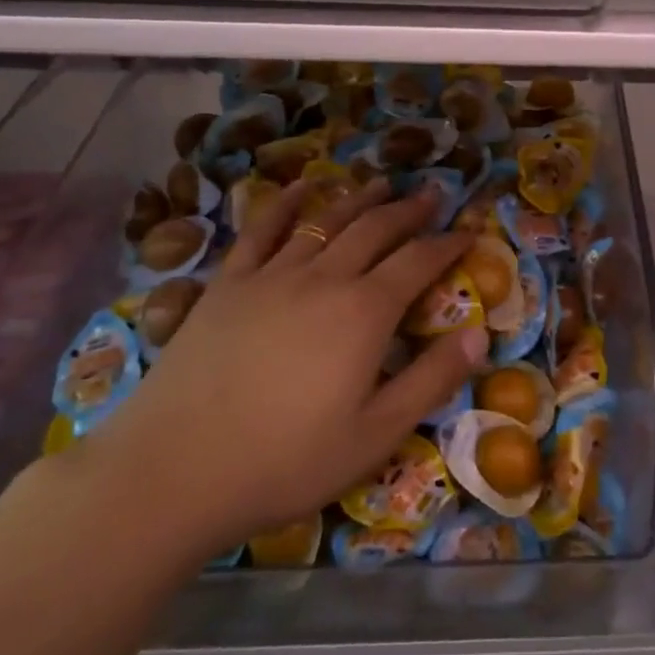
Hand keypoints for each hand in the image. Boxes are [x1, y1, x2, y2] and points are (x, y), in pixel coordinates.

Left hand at [65, 178, 485, 568]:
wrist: (173, 471)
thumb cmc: (286, 461)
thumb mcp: (376, 434)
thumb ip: (432, 380)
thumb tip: (480, 335)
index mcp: (364, 312)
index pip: (418, 262)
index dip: (448, 244)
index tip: (468, 231)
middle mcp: (323, 279)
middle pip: (375, 230)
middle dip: (409, 210)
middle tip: (432, 194)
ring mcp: (271, 276)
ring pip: (324, 221)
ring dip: (357, 198)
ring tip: (380, 182)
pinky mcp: (227, 285)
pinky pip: (261, 231)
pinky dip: (284, 203)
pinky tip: (300, 187)